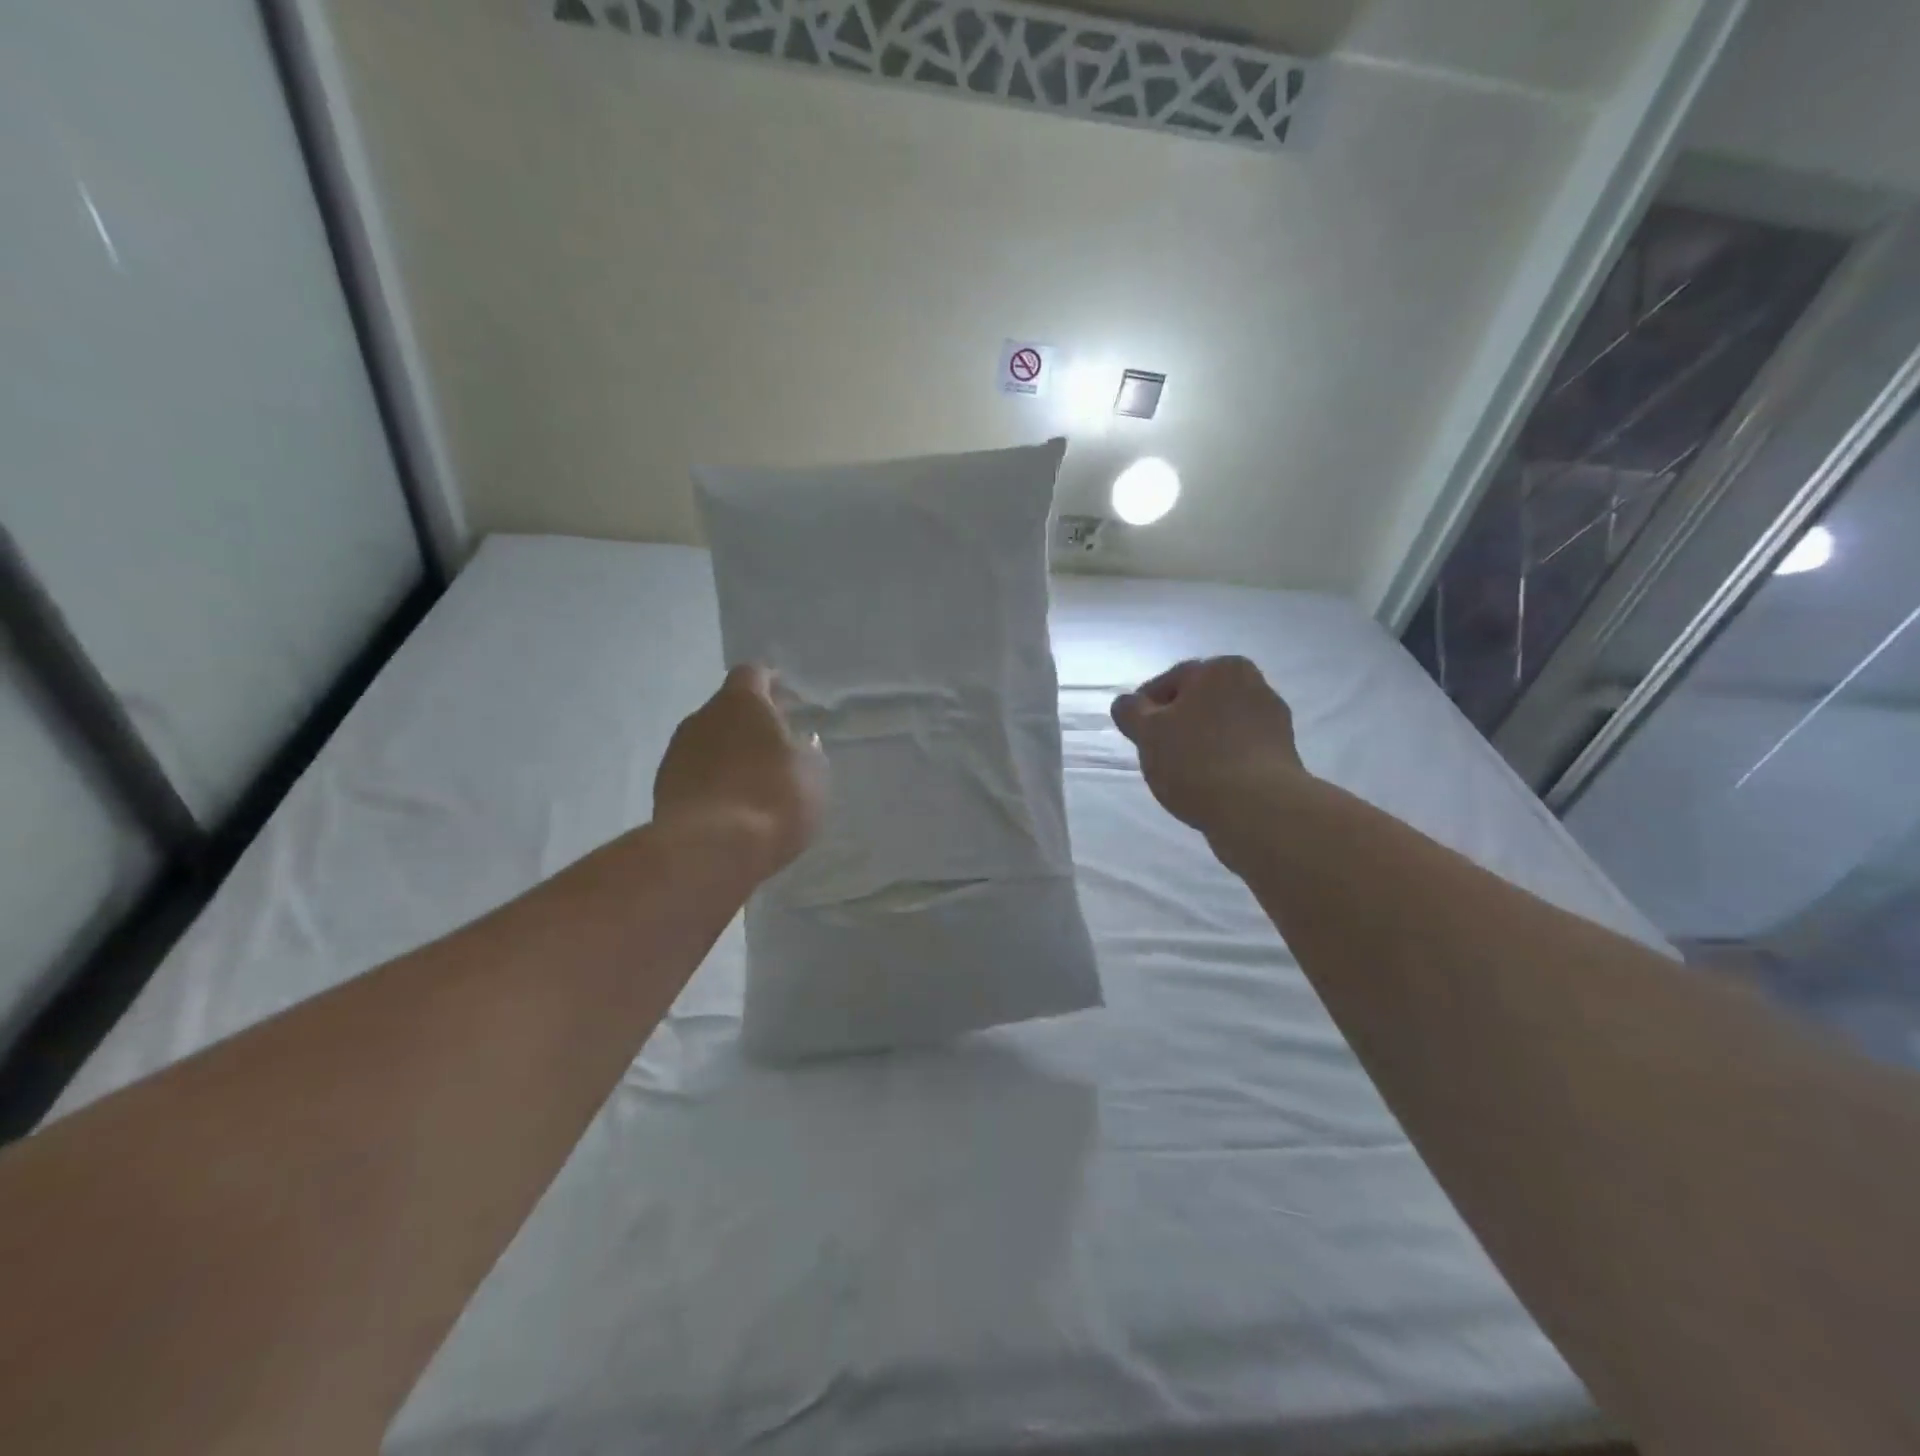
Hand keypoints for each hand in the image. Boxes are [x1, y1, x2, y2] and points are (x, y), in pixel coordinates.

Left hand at [654, 665, 827, 880]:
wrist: (710, 849)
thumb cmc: (772, 797)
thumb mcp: (812, 773)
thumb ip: (806, 750)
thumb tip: (798, 742)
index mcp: (741, 702)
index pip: (753, 673)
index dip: (772, 683)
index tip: (788, 699)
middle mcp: (702, 717)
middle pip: (728, 709)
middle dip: (751, 723)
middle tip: (777, 744)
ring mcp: (677, 752)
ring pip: (710, 742)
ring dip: (730, 753)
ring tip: (755, 779)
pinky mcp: (663, 788)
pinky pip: (696, 774)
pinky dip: (714, 781)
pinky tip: (732, 805)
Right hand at [1110, 657, 1306, 836]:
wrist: (1258, 809)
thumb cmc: (1195, 761)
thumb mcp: (1147, 733)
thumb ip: (1131, 711)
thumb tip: (1127, 703)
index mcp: (1221, 669)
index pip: (1170, 681)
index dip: (1146, 707)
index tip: (1135, 733)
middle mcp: (1253, 684)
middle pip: (1198, 702)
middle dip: (1177, 723)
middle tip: (1156, 753)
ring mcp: (1272, 720)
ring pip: (1220, 726)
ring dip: (1200, 742)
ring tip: (1182, 772)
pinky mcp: (1283, 753)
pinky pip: (1239, 750)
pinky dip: (1222, 760)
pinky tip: (1209, 783)